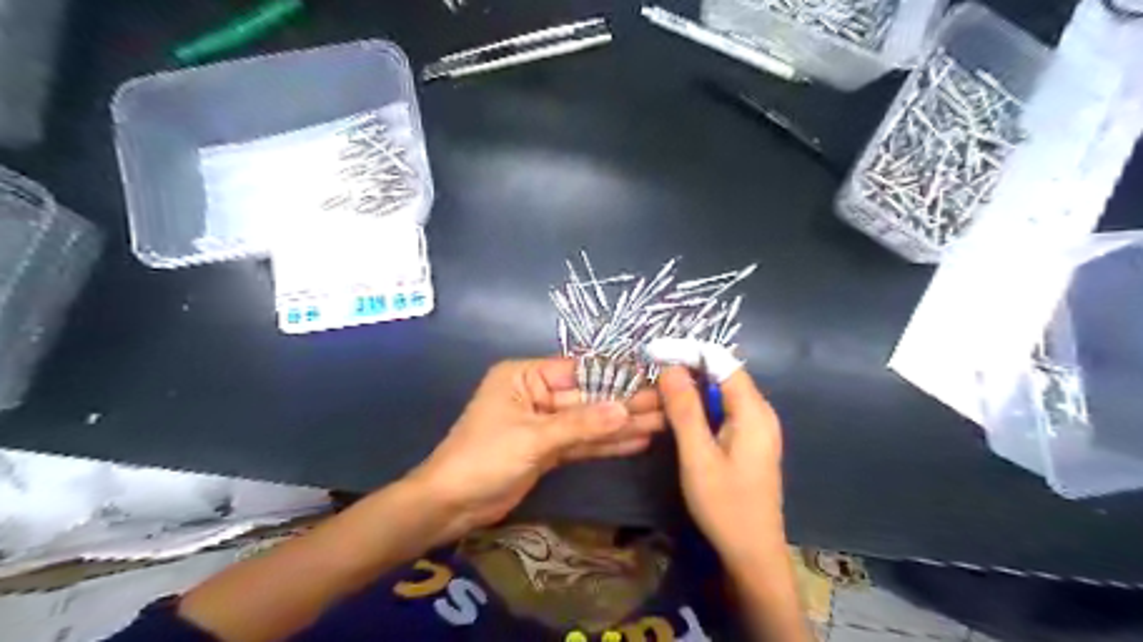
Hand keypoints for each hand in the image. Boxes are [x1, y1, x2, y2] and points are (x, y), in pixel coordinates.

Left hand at [411, 355, 666, 540]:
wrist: (450, 505)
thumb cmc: (484, 458)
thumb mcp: (533, 437)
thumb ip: (581, 424)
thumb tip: (625, 410)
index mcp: (525, 377)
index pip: (578, 370)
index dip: (614, 375)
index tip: (650, 378)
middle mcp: (536, 394)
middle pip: (588, 398)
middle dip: (625, 404)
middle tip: (666, 404)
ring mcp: (544, 423)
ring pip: (588, 422)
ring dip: (621, 425)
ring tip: (661, 423)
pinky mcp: (548, 450)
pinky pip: (581, 443)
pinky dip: (606, 444)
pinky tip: (636, 441)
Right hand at [657, 366, 791, 561]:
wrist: (752, 554)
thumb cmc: (725, 506)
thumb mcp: (698, 456)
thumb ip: (685, 410)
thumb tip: (670, 367)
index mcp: (753, 411)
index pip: (721, 362)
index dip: (688, 352)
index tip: (654, 354)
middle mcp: (758, 412)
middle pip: (719, 377)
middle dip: (683, 375)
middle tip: (646, 384)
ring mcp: (754, 427)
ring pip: (716, 395)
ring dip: (686, 395)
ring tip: (650, 400)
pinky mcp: (746, 440)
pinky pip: (719, 412)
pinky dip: (695, 411)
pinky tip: (672, 419)